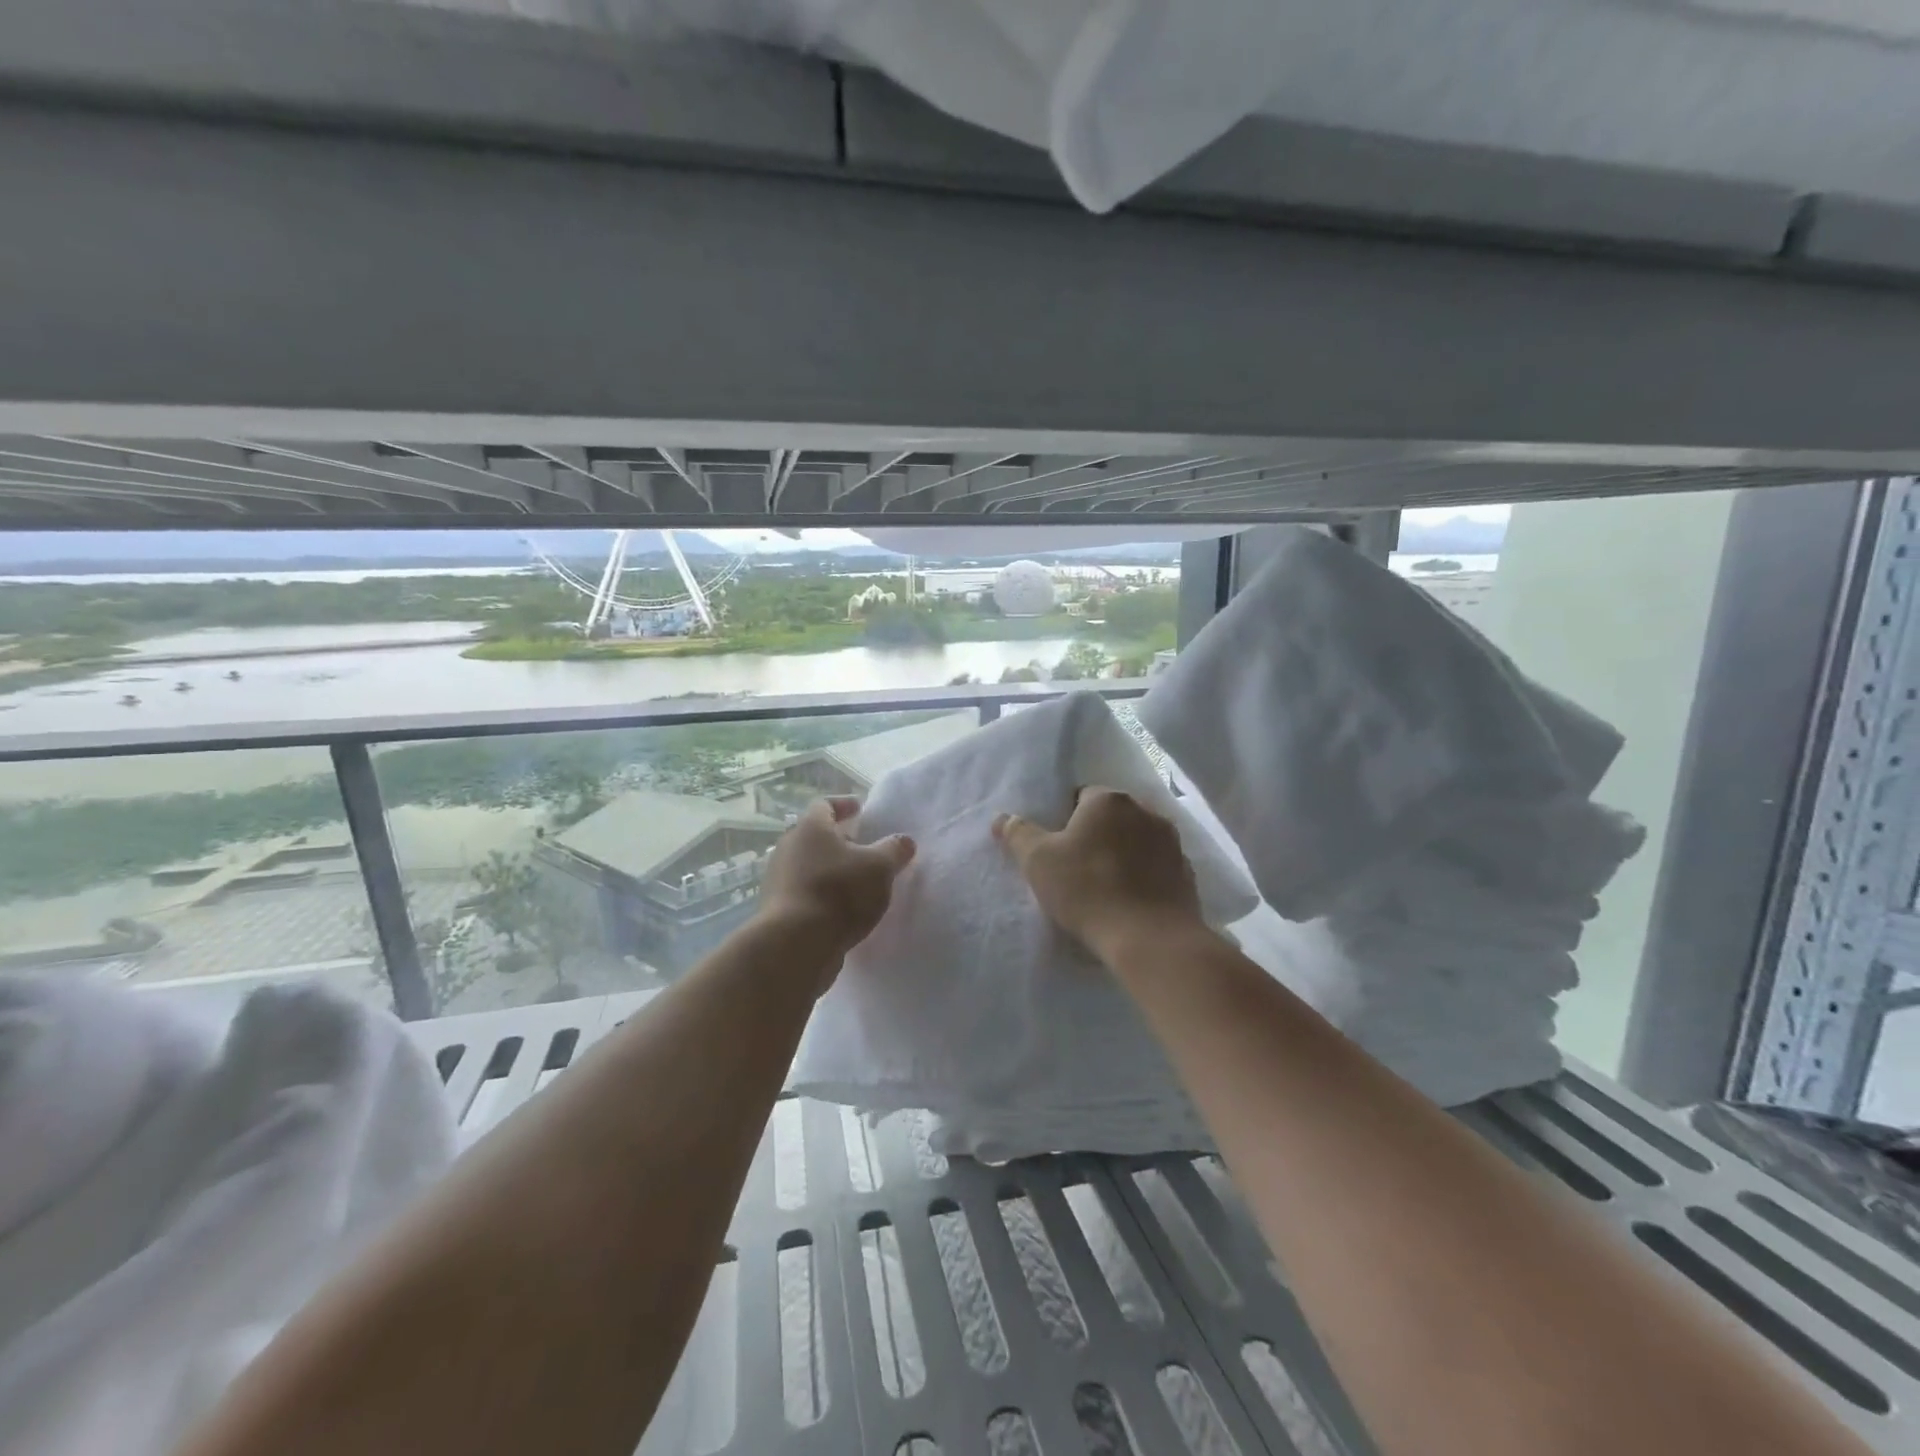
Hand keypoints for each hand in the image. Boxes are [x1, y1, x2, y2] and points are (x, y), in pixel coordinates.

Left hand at [758, 797, 915, 973]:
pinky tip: (841, 910)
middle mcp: (788, 848)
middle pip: (814, 836)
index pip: (824, 805)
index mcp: (810, 828)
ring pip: (808, 866)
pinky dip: (822, 895)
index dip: (843, 805)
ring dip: (830, 870)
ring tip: (856, 882)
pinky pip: (804, 893)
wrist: (795, 945)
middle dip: (838, 840)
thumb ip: (894, 850)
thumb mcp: (880, 867)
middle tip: (862, 848)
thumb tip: (904, 841)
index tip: (859, 809)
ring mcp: (779, 880)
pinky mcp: (777, 910)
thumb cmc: (839, 893)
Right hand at [992, 786, 1206, 964]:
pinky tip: (1131, 903)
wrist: (1151, 939)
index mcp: (1109, 800)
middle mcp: (1146, 811)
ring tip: (1106, 889)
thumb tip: (1002, 818)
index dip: (1065, 821)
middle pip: (1112, 817)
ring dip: (1123, 855)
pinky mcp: (1188, 874)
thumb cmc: (1088, 890)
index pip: (1081, 796)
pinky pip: (1157, 868)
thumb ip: (1018, 834)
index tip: (1057, 850)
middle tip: (1076, 869)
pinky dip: (1145, 878)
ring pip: (1137, 841)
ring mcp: (1172, 842)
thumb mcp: (1038, 862)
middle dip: (1096, 836)